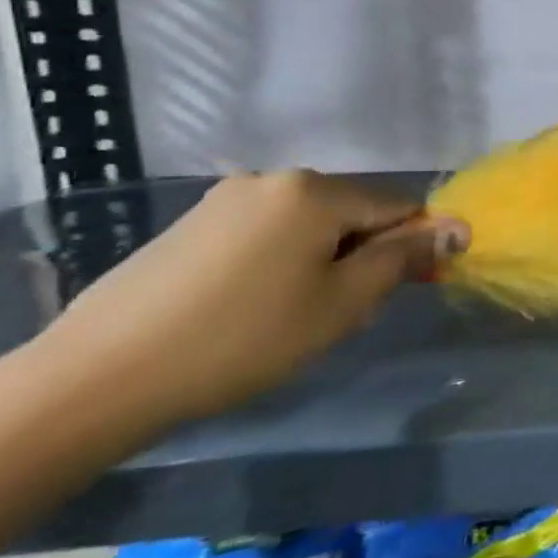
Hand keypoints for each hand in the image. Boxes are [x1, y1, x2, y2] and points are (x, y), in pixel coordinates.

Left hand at [32, 171, 465, 426]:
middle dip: (361, 255)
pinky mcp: (191, 224)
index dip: (411, 247)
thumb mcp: (342, 303)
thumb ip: (403, 258)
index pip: (396, 207)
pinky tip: (251, 307)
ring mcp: (225, 198)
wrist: (99, 377)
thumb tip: (458, 228)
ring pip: (308, 224)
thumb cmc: (244, 338)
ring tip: (293, 316)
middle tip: (340, 314)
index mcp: (315, 191)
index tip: (400, 292)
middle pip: (350, 212)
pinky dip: (280, 261)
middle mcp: (272, 179)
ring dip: (321, 260)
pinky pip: (265, 232)